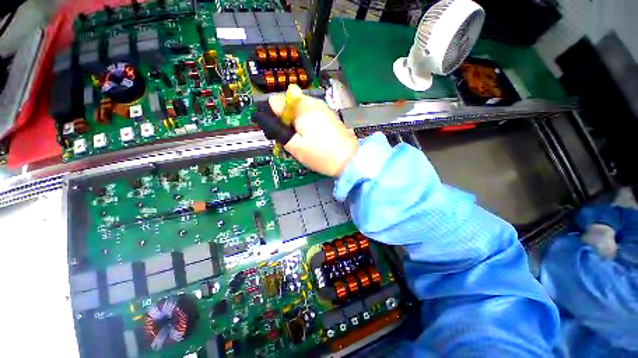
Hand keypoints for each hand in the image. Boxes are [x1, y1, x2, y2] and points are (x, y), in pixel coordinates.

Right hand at [258, 93, 357, 176]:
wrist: (349, 161)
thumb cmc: (320, 154)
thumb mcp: (294, 145)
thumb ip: (278, 128)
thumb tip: (266, 111)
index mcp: (302, 107)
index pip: (277, 102)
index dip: (273, 116)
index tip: (278, 132)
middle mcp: (313, 102)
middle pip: (289, 107)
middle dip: (286, 122)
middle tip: (291, 141)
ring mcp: (323, 109)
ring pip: (299, 113)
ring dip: (296, 126)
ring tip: (302, 142)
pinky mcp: (328, 116)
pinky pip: (310, 117)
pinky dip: (306, 127)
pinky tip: (311, 140)